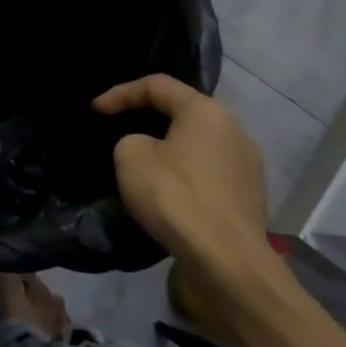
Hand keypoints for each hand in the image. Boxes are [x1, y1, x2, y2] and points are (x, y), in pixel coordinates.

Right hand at [94, 74, 272, 292]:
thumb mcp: (130, 156)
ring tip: (143, 160)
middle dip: (148, 117)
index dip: (121, 93)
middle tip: (120, 127)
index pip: (157, 85)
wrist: (227, 261)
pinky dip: (185, 172)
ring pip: (198, 143)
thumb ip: (132, 140)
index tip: (95, 110)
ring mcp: (248, 164)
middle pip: (183, 111)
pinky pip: (209, 171)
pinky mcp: (249, 196)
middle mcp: (234, 129)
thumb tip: (147, 148)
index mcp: (206, 111)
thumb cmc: (175, 196)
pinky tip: (168, 190)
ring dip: (169, 146)